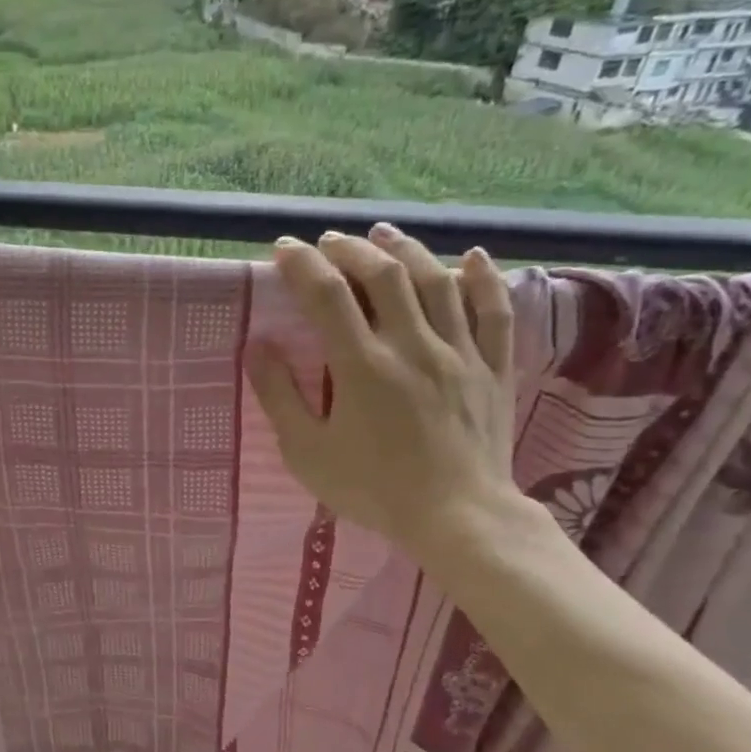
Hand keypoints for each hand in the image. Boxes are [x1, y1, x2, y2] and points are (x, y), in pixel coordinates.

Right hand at [245, 226, 527, 561]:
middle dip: (351, 249)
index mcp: (362, 366)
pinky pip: (493, 312)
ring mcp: (459, 353)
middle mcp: (412, 346)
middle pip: (384, 275)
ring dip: (406, 250)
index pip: (327, 296)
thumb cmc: (372, 489)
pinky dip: (481, 279)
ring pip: (437, 281)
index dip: (302, 265)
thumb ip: (279, 397)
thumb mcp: (307, 452)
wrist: (457, 517)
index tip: (283, 249)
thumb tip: (257, 347)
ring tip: (383, 234)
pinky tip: (469, 257)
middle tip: (329, 242)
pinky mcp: (493, 367)